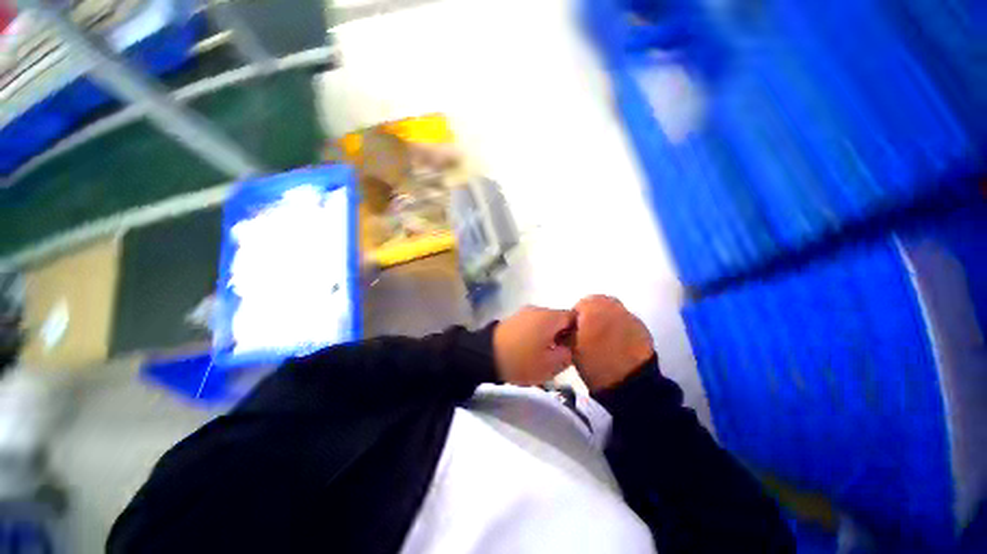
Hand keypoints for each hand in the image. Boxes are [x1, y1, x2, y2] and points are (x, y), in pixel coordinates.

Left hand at [494, 306, 574, 385]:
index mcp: (550, 317)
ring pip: (545, 321)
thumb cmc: (522, 361)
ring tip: (545, 352)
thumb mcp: (549, 365)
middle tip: (561, 353)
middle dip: (563, 334)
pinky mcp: (514, 318)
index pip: (573, 317)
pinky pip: (533, 322)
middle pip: (559, 318)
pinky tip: (531, 347)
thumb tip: (570, 348)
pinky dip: (537, 332)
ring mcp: (524, 312)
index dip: (578, 332)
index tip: (575, 347)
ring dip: (549, 334)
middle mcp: (538, 309)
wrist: (486, 355)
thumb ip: (567, 355)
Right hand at [572, 295, 653, 391]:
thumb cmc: (595, 363)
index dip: (574, 319)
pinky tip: (616, 344)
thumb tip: (567, 330)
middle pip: (597, 303)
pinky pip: (625, 321)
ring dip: (606, 320)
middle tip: (588, 333)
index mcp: (593, 307)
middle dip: (592, 315)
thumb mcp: (572, 348)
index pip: (579, 305)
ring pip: (612, 311)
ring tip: (603, 339)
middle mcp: (612, 306)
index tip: (574, 332)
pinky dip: (619, 328)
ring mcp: (629, 315)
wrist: (630, 382)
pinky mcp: (642, 327)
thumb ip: (567, 333)